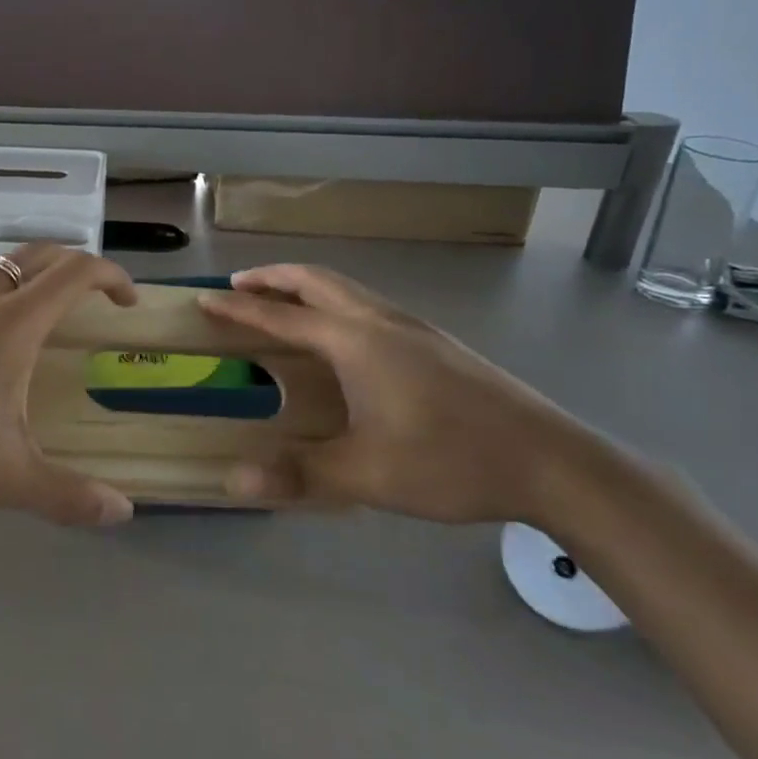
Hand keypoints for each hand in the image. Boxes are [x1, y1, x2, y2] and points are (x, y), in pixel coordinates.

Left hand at [0, 245, 138, 526]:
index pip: (76, 271)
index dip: (111, 276)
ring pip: (0, 265)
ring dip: (31, 279)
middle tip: (92, 301)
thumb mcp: (3, 478)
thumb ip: (68, 496)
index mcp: (11, 323)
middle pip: (41, 254)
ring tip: (38, 322)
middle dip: (76, 267)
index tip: (127, 302)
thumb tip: (123, 512)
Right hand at [199, 265, 607, 523]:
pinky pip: (368, 305)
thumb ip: (299, 475)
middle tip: (239, 285)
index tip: (204, 298)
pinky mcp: (436, 343)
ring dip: (306, 288)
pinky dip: (335, 304)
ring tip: (282, 305)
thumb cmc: (452, 461)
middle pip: (316, 282)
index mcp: (356, 343)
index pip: (281, 318)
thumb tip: (234, 480)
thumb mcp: (368, 475)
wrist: (553, 461)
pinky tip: (342, 339)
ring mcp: (414, 328)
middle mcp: (381, 322)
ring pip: (347, 290)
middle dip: (273, 277)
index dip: (239, 309)